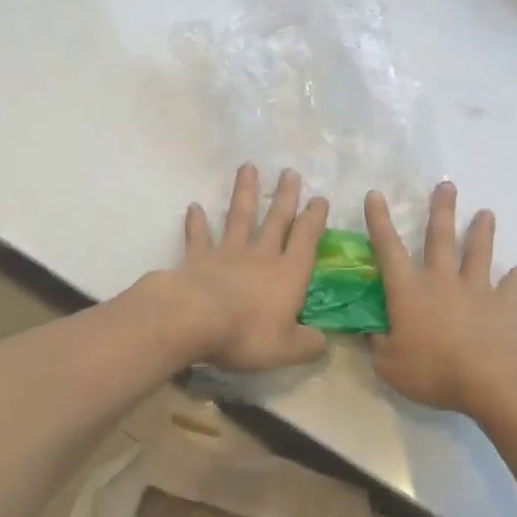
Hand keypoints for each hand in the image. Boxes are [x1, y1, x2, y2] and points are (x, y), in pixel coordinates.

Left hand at [177, 165, 330, 370]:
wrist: (194, 319)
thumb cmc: (247, 333)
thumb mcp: (287, 348)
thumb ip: (309, 344)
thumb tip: (323, 341)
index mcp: (288, 273)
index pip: (306, 239)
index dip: (314, 219)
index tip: (320, 199)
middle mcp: (261, 256)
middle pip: (276, 220)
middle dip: (285, 196)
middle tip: (290, 172)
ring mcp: (227, 254)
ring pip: (239, 218)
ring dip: (244, 193)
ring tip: (248, 168)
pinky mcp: (198, 259)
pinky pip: (198, 238)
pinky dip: (196, 223)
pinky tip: (193, 207)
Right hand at [366, 180, 516, 415]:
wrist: (491, 380)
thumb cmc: (433, 370)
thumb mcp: (388, 365)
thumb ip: (376, 344)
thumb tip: (368, 331)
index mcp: (409, 291)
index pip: (388, 249)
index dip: (379, 222)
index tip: (375, 194)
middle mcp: (442, 281)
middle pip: (441, 238)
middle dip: (441, 210)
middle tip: (447, 185)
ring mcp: (476, 291)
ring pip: (478, 254)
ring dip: (481, 232)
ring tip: (486, 213)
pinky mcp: (504, 307)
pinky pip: (511, 289)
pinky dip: (516, 279)